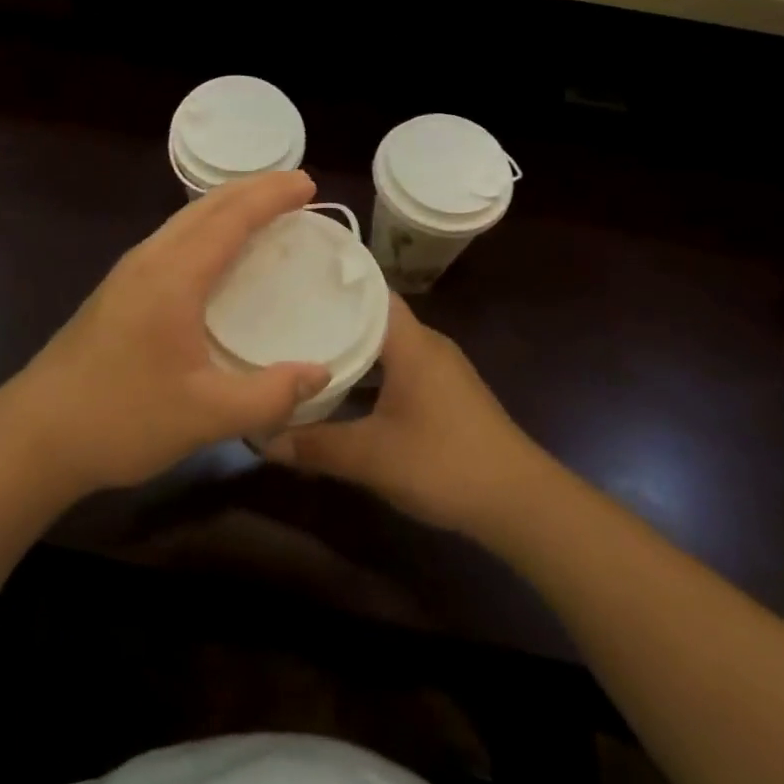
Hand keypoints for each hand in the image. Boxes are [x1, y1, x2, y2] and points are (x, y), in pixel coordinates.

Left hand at [0, 172, 331, 495]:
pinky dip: (207, 227)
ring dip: (227, 205)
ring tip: (263, 208)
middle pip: (206, 206)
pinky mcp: (118, 290)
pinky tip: (216, 252)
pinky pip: (173, 238)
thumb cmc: (120, 419)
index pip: (230, 218)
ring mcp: (129, 273)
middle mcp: (149, 260)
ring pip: (185, 220)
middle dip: (253, 188)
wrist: (33, 436)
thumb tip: (322, 374)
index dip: (271, 196)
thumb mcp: (204, 416)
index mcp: (172, 276)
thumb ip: (269, 396)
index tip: (309, 184)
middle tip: (296, 187)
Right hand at [263, 295, 554, 533]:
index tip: (293, 281)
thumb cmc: (444, 462)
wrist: (519, 502)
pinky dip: (370, 371)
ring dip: (352, 348)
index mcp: (410, 342)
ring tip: (304, 350)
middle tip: (285, 316)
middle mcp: (427, 344)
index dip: (333, 283)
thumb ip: (316, 445)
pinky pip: (398, 366)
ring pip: (386, 345)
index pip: (370, 290)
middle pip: (374, 315)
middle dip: (332, 316)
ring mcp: (440, 369)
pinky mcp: (446, 393)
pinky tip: (344, 390)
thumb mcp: (372, 457)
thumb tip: (264, 439)